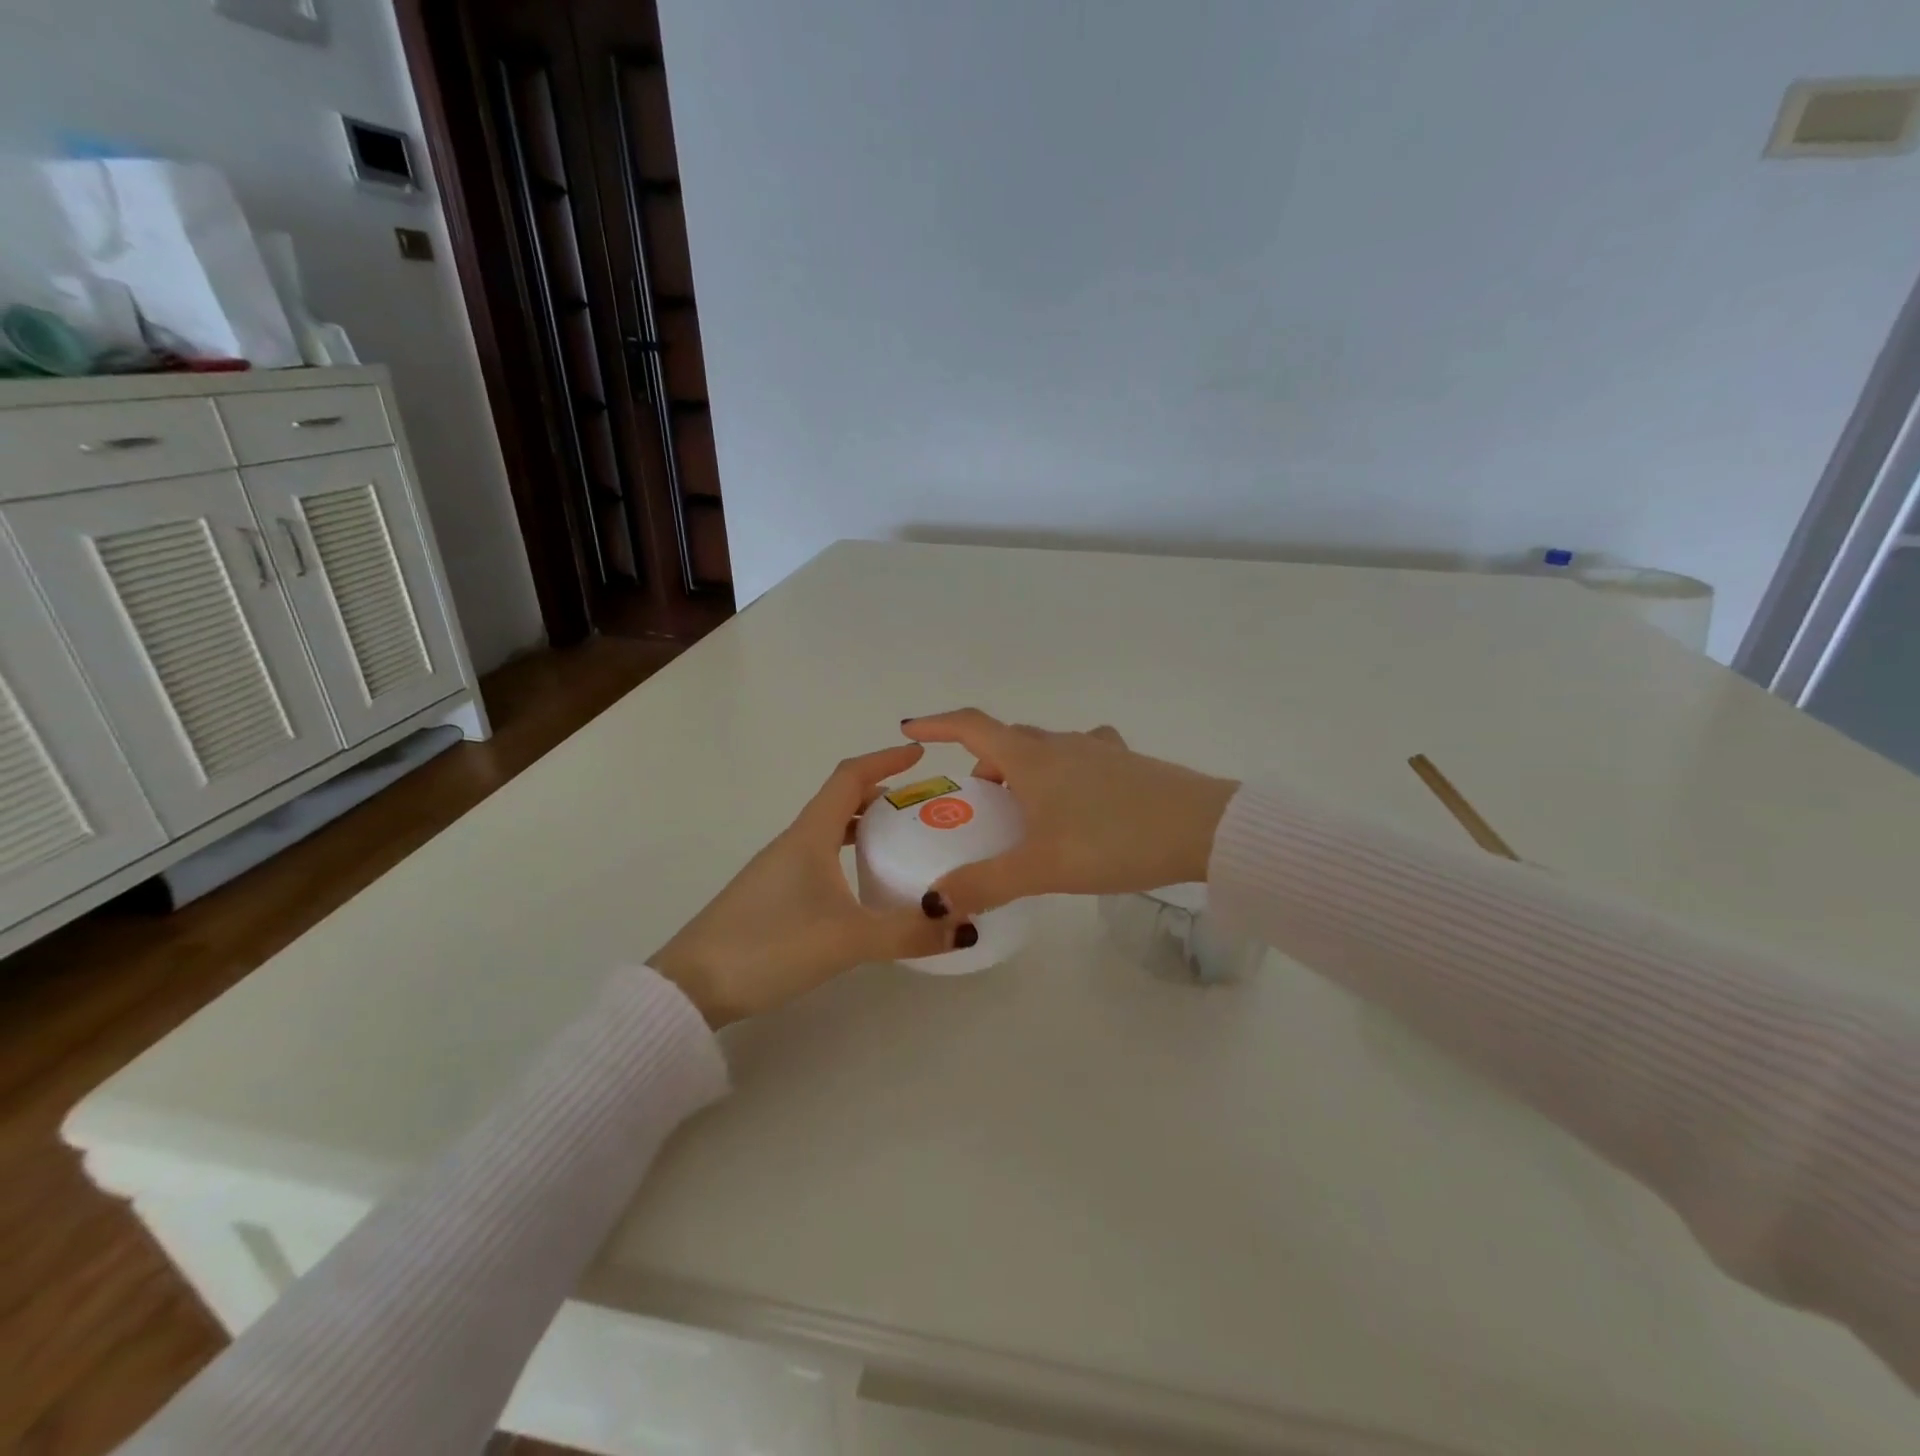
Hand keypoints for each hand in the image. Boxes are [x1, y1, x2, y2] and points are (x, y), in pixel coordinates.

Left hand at [650, 745, 974, 1026]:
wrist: (692, 987)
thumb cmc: (769, 946)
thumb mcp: (847, 940)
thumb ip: (908, 933)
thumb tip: (967, 928)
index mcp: (810, 835)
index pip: (849, 777)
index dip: (885, 760)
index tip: (920, 755)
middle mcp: (794, 842)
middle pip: (842, 801)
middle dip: (884, 795)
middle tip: (924, 807)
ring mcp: (780, 869)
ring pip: (830, 832)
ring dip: (866, 826)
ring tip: (904, 842)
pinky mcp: (773, 895)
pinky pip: (821, 858)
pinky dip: (849, 856)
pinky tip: (864, 887)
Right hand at [900, 710, 1238, 918]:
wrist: (1203, 829)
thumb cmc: (1113, 839)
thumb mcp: (1042, 867)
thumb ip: (985, 883)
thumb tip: (934, 902)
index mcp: (1031, 758)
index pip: (971, 726)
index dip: (937, 724)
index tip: (911, 728)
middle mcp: (1061, 744)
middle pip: (1008, 740)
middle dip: (984, 762)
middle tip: (976, 802)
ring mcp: (1098, 750)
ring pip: (1045, 750)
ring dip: (1023, 769)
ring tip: (1024, 811)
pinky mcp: (1127, 765)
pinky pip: (1080, 759)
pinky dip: (1062, 774)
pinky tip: (1076, 803)